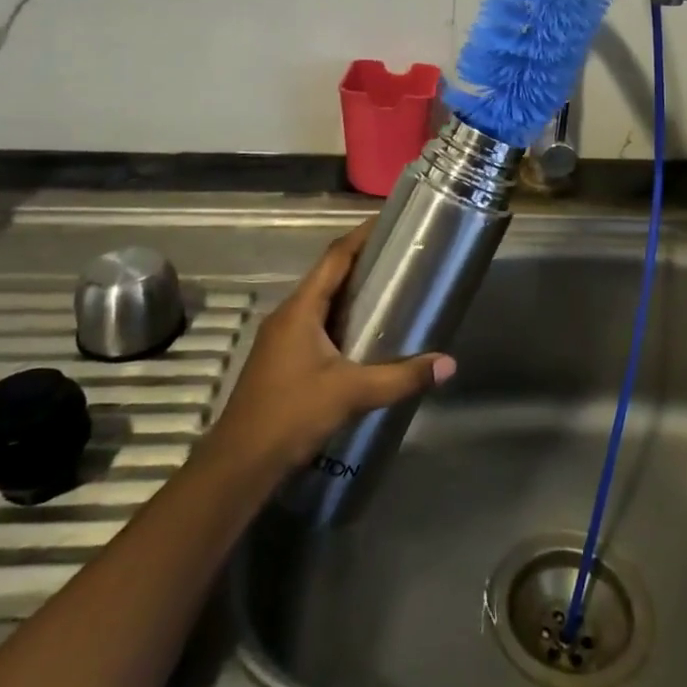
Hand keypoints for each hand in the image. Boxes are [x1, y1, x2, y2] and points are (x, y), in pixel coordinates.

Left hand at [201, 222, 454, 474]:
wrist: (239, 464)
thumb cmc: (291, 415)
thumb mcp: (351, 393)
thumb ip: (400, 378)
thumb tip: (447, 364)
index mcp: (300, 309)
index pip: (335, 257)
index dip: (361, 236)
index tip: (389, 222)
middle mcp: (288, 315)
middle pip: (328, 275)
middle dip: (362, 262)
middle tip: (401, 255)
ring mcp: (281, 338)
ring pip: (321, 302)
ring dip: (351, 291)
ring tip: (389, 288)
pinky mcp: (282, 360)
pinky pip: (316, 324)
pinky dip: (341, 317)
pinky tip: (364, 334)